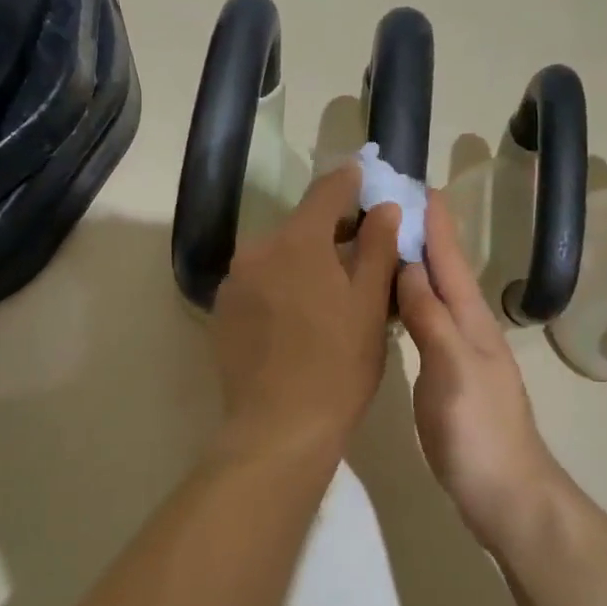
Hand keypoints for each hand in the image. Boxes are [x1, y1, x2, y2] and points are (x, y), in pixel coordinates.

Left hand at [212, 165, 403, 464]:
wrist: (278, 429)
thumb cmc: (338, 366)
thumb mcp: (370, 306)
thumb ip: (377, 249)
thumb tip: (383, 208)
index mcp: (297, 242)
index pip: (326, 192)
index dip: (349, 182)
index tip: (365, 176)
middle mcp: (257, 251)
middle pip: (300, 226)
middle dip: (331, 230)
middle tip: (362, 247)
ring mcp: (234, 284)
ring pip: (278, 256)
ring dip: (305, 261)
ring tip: (332, 289)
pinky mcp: (222, 313)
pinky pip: (259, 284)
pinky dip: (282, 286)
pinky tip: (300, 317)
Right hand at [396, 194, 567, 547]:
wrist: (505, 493)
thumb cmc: (478, 432)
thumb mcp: (453, 371)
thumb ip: (432, 319)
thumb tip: (409, 267)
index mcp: (471, 322)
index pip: (449, 261)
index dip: (435, 223)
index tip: (415, 184)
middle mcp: (467, 329)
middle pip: (444, 272)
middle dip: (423, 235)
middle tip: (390, 205)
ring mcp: (459, 354)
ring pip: (434, 296)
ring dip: (415, 265)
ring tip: (386, 242)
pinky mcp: (446, 376)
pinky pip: (426, 323)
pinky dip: (409, 302)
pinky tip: (393, 303)